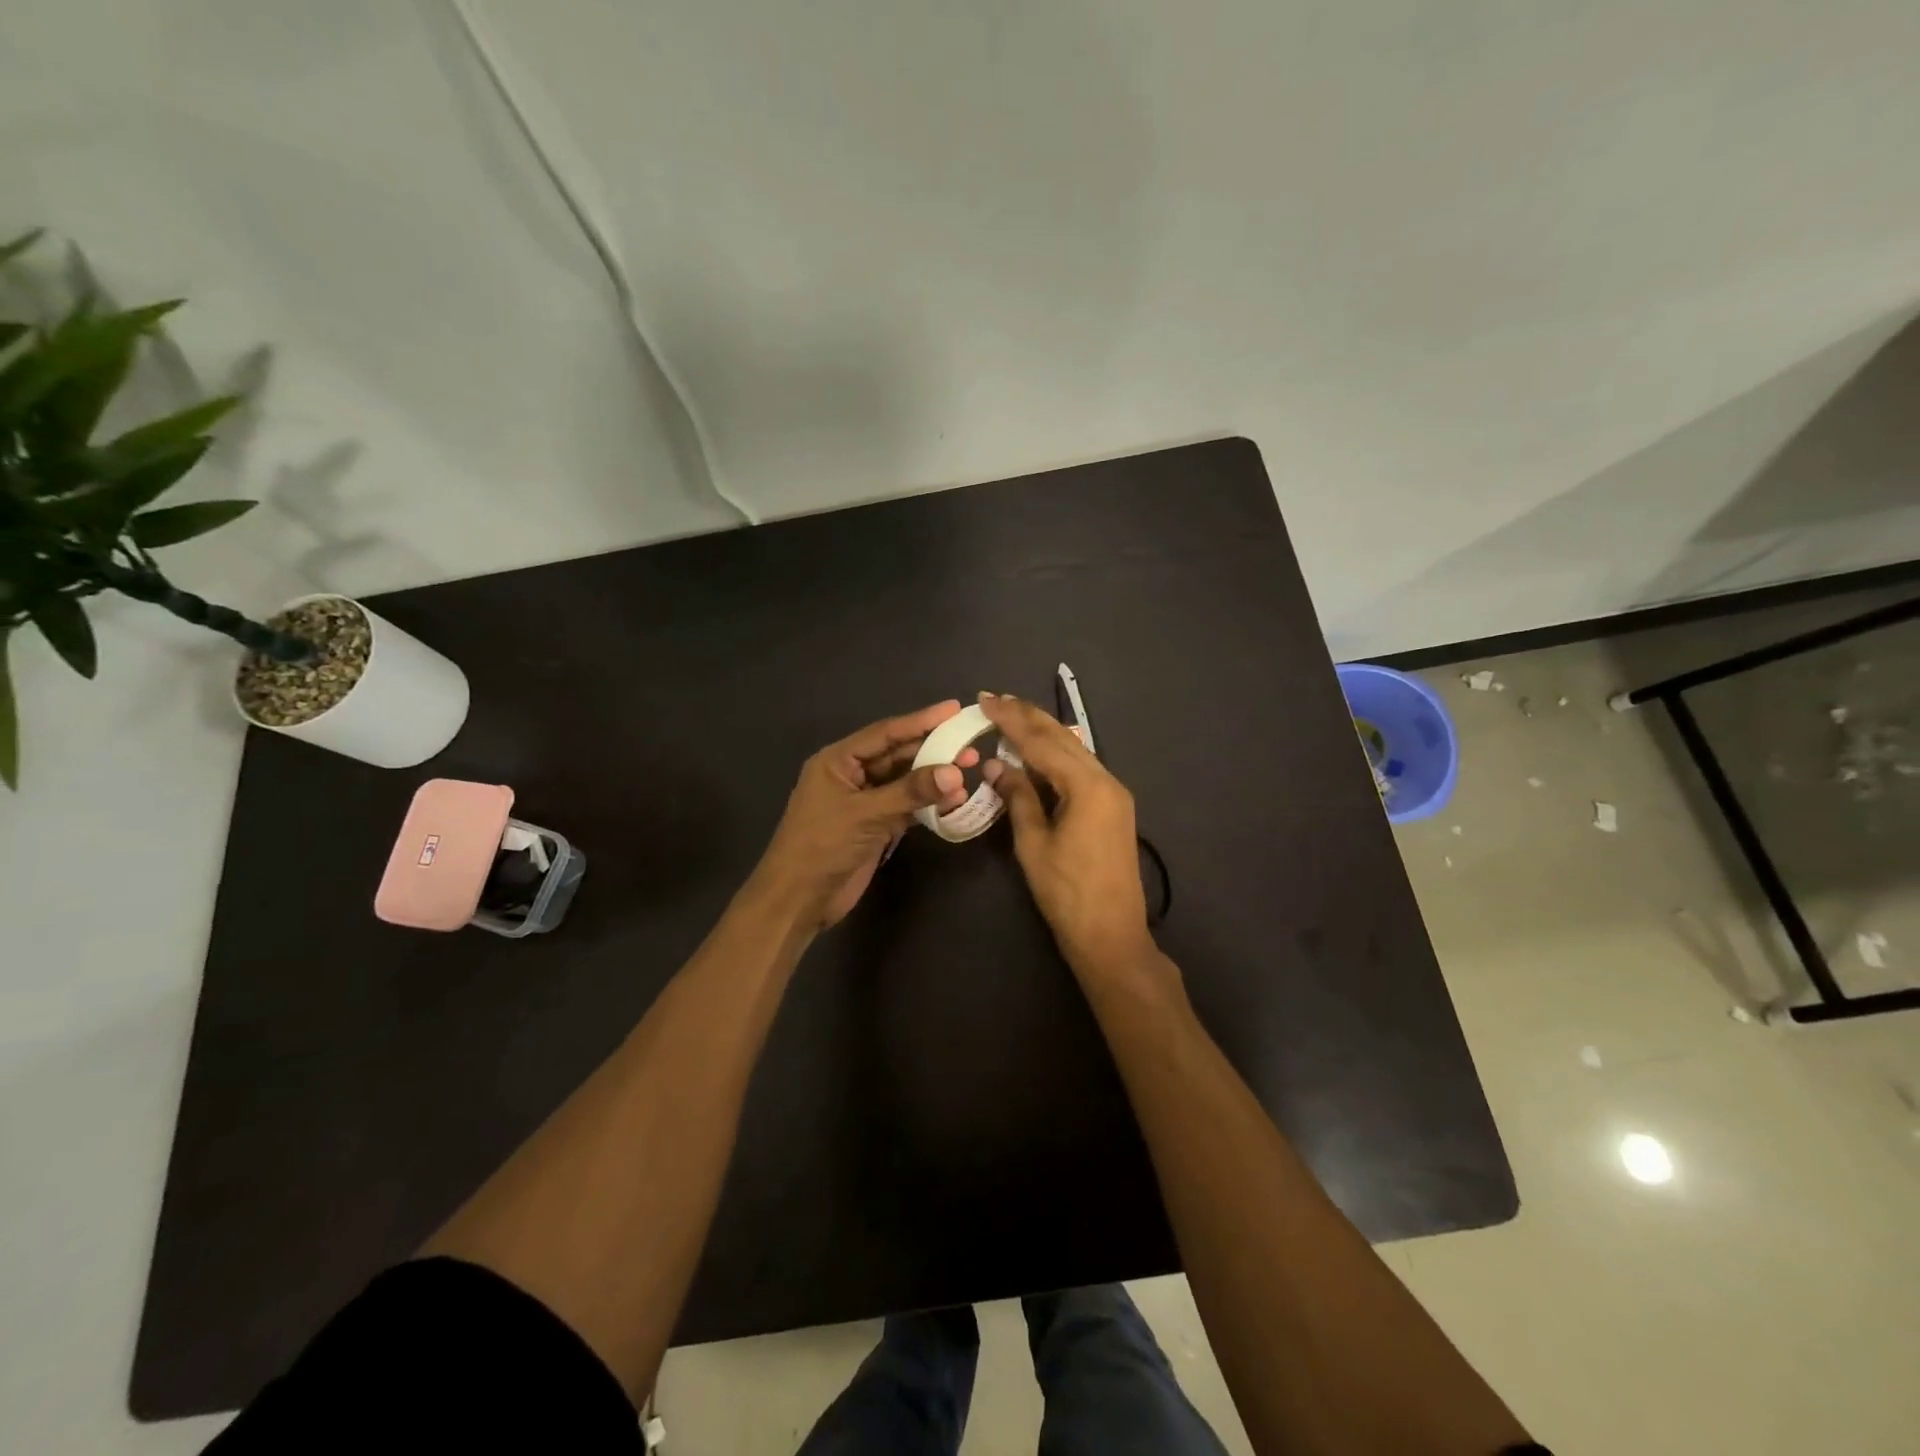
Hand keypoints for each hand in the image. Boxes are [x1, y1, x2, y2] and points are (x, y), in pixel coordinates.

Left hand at [750, 701, 978, 929]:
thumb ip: (911, 792)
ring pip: (905, 781)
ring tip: (970, 770)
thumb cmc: (822, 846)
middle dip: (933, 750)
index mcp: (838, 760)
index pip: (885, 733)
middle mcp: (852, 775)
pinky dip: (928, 803)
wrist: (798, 899)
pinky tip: (954, 801)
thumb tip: (955, 773)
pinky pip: (906, 806)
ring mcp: (864, 802)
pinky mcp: (875, 826)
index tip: (954, 709)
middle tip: (970, 745)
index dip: (920, 720)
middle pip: (898, 755)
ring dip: (934, 778)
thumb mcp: (866, 814)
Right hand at [979, 692, 1151, 973]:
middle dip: (1029, 717)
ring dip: (1044, 732)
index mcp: (1087, 786)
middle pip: (1063, 738)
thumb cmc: (1066, 893)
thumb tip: (997, 766)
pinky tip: (1039, 750)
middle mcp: (1106, 780)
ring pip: (1075, 750)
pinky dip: (1057, 755)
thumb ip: (1018, 798)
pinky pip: (1081, 768)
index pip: (1042, 743)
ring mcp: (1114, 793)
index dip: (1012, 720)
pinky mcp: (1113, 807)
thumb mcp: (1033, 844)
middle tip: (997, 699)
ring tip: (1014, 716)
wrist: (1111, 934)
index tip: (986, 700)